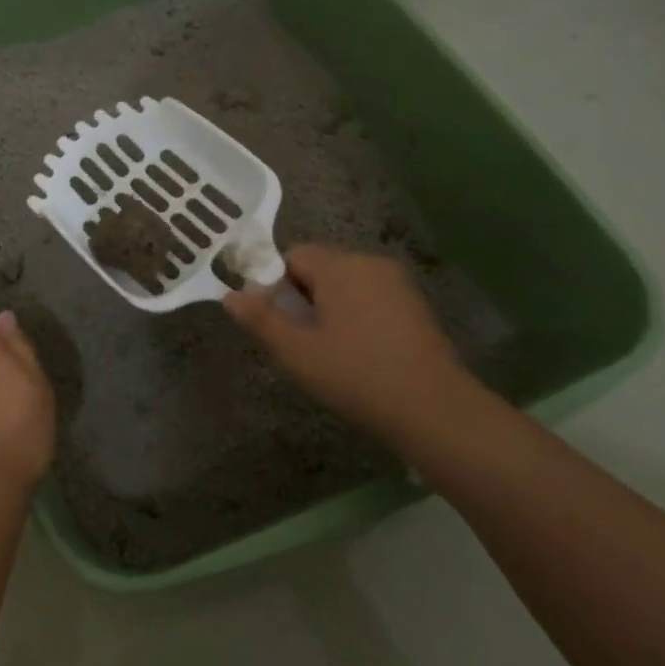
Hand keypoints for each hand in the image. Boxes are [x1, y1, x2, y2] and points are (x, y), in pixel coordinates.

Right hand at [224, 245, 479, 443]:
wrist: (433, 410)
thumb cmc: (356, 375)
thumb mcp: (296, 352)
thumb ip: (260, 319)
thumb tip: (230, 296)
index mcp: (341, 266)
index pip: (292, 255)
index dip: (275, 285)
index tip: (276, 322)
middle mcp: (370, 263)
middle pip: (319, 267)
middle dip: (301, 297)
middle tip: (299, 341)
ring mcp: (397, 284)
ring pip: (344, 284)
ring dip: (328, 308)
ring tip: (327, 351)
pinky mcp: (414, 306)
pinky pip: (369, 298)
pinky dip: (355, 316)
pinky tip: (357, 353)